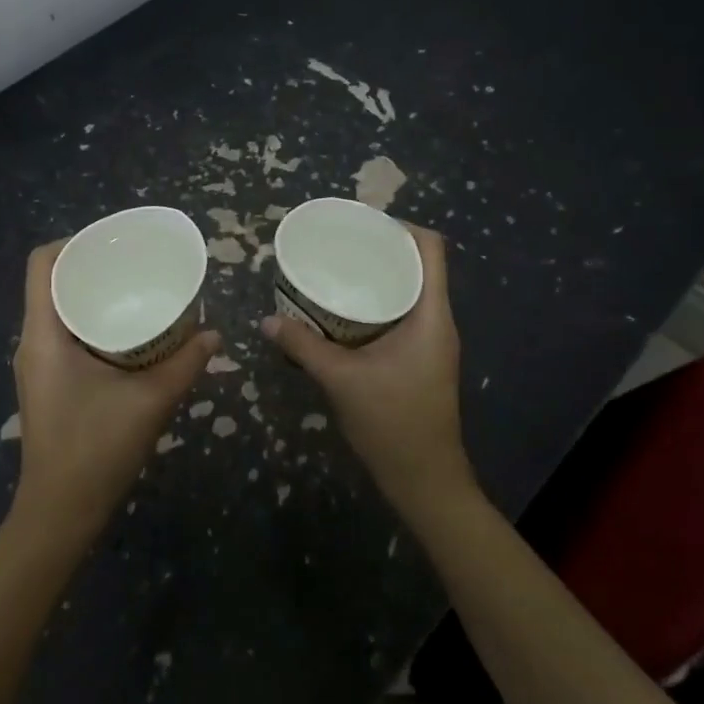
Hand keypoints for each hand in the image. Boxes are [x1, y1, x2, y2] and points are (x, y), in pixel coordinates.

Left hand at [9, 241, 217, 539]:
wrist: (61, 511)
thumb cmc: (97, 449)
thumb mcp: (150, 402)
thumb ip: (185, 364)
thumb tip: (215, 334)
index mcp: (44, 335)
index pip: (42, 264)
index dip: (73, 242)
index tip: (113, 242)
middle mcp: (32, 342)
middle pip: (51, 283)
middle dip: (90, 267)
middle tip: (134, 264)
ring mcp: (36, 365)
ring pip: (57, 310)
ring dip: (91, 296)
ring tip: (134, 291)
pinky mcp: (46, 383)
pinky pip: (63, 335)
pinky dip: (90, 323)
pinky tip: (126, 334)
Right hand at [260, 225, 475, 519]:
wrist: (424, 479)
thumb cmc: (392, 423)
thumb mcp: (341, 380)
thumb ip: (303, 347)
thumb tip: (266, 321)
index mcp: (430, 316)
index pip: (431, 249)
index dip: (401, 226)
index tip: (361, 224)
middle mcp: (437, 322)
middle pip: (418, 266)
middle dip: (380, 250)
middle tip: (339, 246)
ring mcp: (431, 343)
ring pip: (409, 292)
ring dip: (377, 279)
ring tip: (337, 272)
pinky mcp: (420, 359)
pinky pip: (401, 316)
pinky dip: (376, 305)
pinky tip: (342, 314)